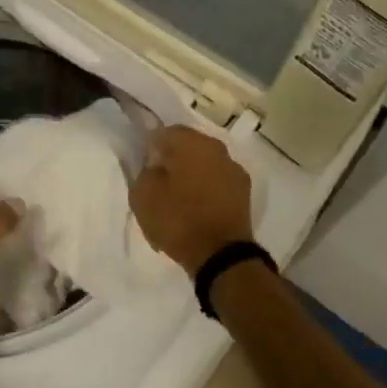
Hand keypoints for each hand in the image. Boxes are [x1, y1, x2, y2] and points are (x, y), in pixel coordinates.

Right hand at [129, 126, 254, 277]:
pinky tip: (197, 208)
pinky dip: (206, 189)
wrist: (221, 255)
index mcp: (192, 143)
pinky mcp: (244, 192)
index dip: (151, 148)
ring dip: (192, 174)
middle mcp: (217, 148)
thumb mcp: (142, 195)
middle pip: (188, 146)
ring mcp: (234, 169)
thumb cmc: (177, 220)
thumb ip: (145, 171)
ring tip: (179, 198)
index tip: (144, 168)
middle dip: (173, 159)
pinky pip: (217, 182)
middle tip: (159, 182)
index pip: (164, 132)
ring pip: (205, 163)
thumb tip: (155, 164)